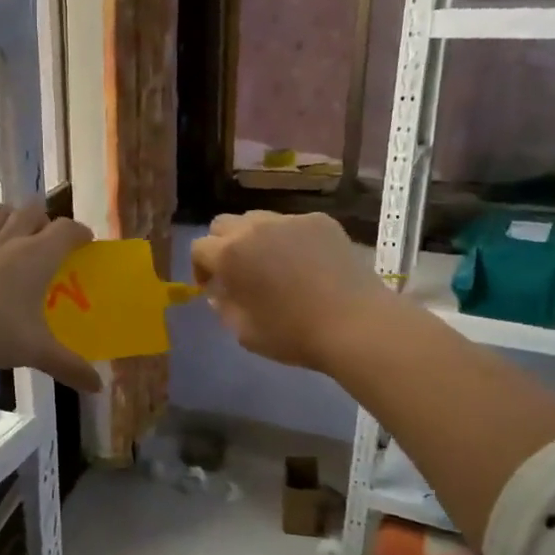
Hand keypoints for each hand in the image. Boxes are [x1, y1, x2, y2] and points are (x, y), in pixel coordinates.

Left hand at [0, 202, 101, 391]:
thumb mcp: (35, 352)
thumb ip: (69, 366)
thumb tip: (97, 387)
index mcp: (37, 257)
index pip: (67, 230)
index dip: (80, 232)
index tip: (85, 242)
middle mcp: (9, 239)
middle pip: (33, 211)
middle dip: (45, 219)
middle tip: (48, 240)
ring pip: (0, 212)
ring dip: (12, 218)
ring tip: (14, 236)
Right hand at [190, 210, 393, 372]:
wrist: (354, 324)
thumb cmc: (292, 334)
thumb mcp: (244, 332)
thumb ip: (224, 307)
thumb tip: (220, 291)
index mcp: (230, 255)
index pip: (199, 248)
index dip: (200, 268)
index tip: (211, 287)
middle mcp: (254, 228)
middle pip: (223, 224)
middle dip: (222, 245)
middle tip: (237, 271)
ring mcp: (290, 220)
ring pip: (258, 219)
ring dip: (254, 238)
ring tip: (272, 264)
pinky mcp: (320, 221)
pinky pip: (293, 224)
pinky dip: (289, 239)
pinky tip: (306, 263)